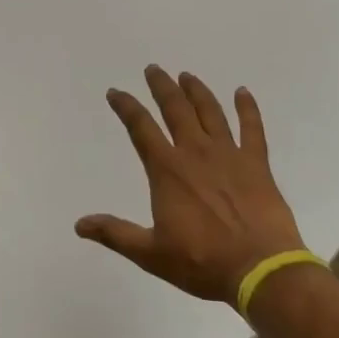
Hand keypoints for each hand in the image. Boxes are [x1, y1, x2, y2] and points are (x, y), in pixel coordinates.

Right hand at [77, 66, 304, 302]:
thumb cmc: (202, 261)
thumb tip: (79, 225)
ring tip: (187, 75)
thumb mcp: (151, 253)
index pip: (141, 128)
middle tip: (153, 69)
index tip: (116, 92)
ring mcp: (229, 154)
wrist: (259, 268)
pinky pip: (252, 128)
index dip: (126, 107)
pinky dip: (247, 108)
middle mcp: (195, 152)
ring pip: (210, 112)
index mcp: (167, 170)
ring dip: (196, 91)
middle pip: (175, 109)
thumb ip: (115, 234)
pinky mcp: (256, 163)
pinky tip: (242, 92)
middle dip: (162, 86)